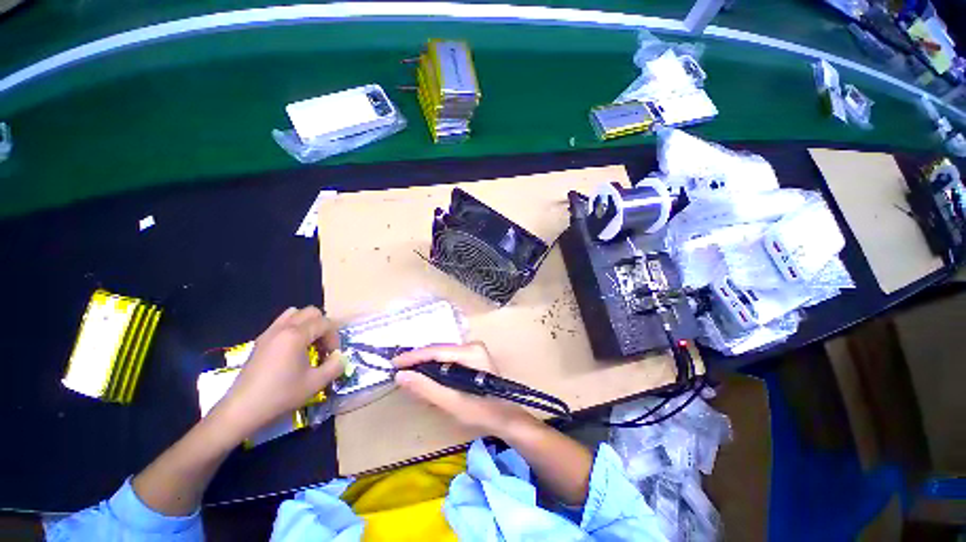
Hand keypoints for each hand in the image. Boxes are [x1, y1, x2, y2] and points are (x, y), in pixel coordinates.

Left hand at [214, 306, 343, 441]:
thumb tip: (339, 357)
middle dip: (323, 326)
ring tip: (309, 344)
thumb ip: (335, 366)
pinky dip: (293, 329)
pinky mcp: (260, 341)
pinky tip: (293, 350)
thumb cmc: (281, 394)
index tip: (333, 355)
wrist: (242, 409)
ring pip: (294, 314)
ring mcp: (269, 333)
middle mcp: (283, 328)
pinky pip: (282, 323)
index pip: (325, 323)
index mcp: (296, 335)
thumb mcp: (316, 383)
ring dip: (307, 324)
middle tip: (323, 346)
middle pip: (311, 312)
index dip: (334, 337)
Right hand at [393, 342, 533, 436]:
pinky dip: (435, 369)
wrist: (507, 418)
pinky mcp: (472, 358)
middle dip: (418, 361)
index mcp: (471, 351)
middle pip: (439, 351)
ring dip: (426, 366)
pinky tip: (426, 378)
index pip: (436, 351)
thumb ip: (426, 388)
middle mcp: (472, 346)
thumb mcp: (452, 403)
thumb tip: (400, 375)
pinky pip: (448, 360)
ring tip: (408, 375)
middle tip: (398, 372)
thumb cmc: (482, 412)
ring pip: (442, 355)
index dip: (413, 357)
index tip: (394, 363)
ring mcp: (474, 351)